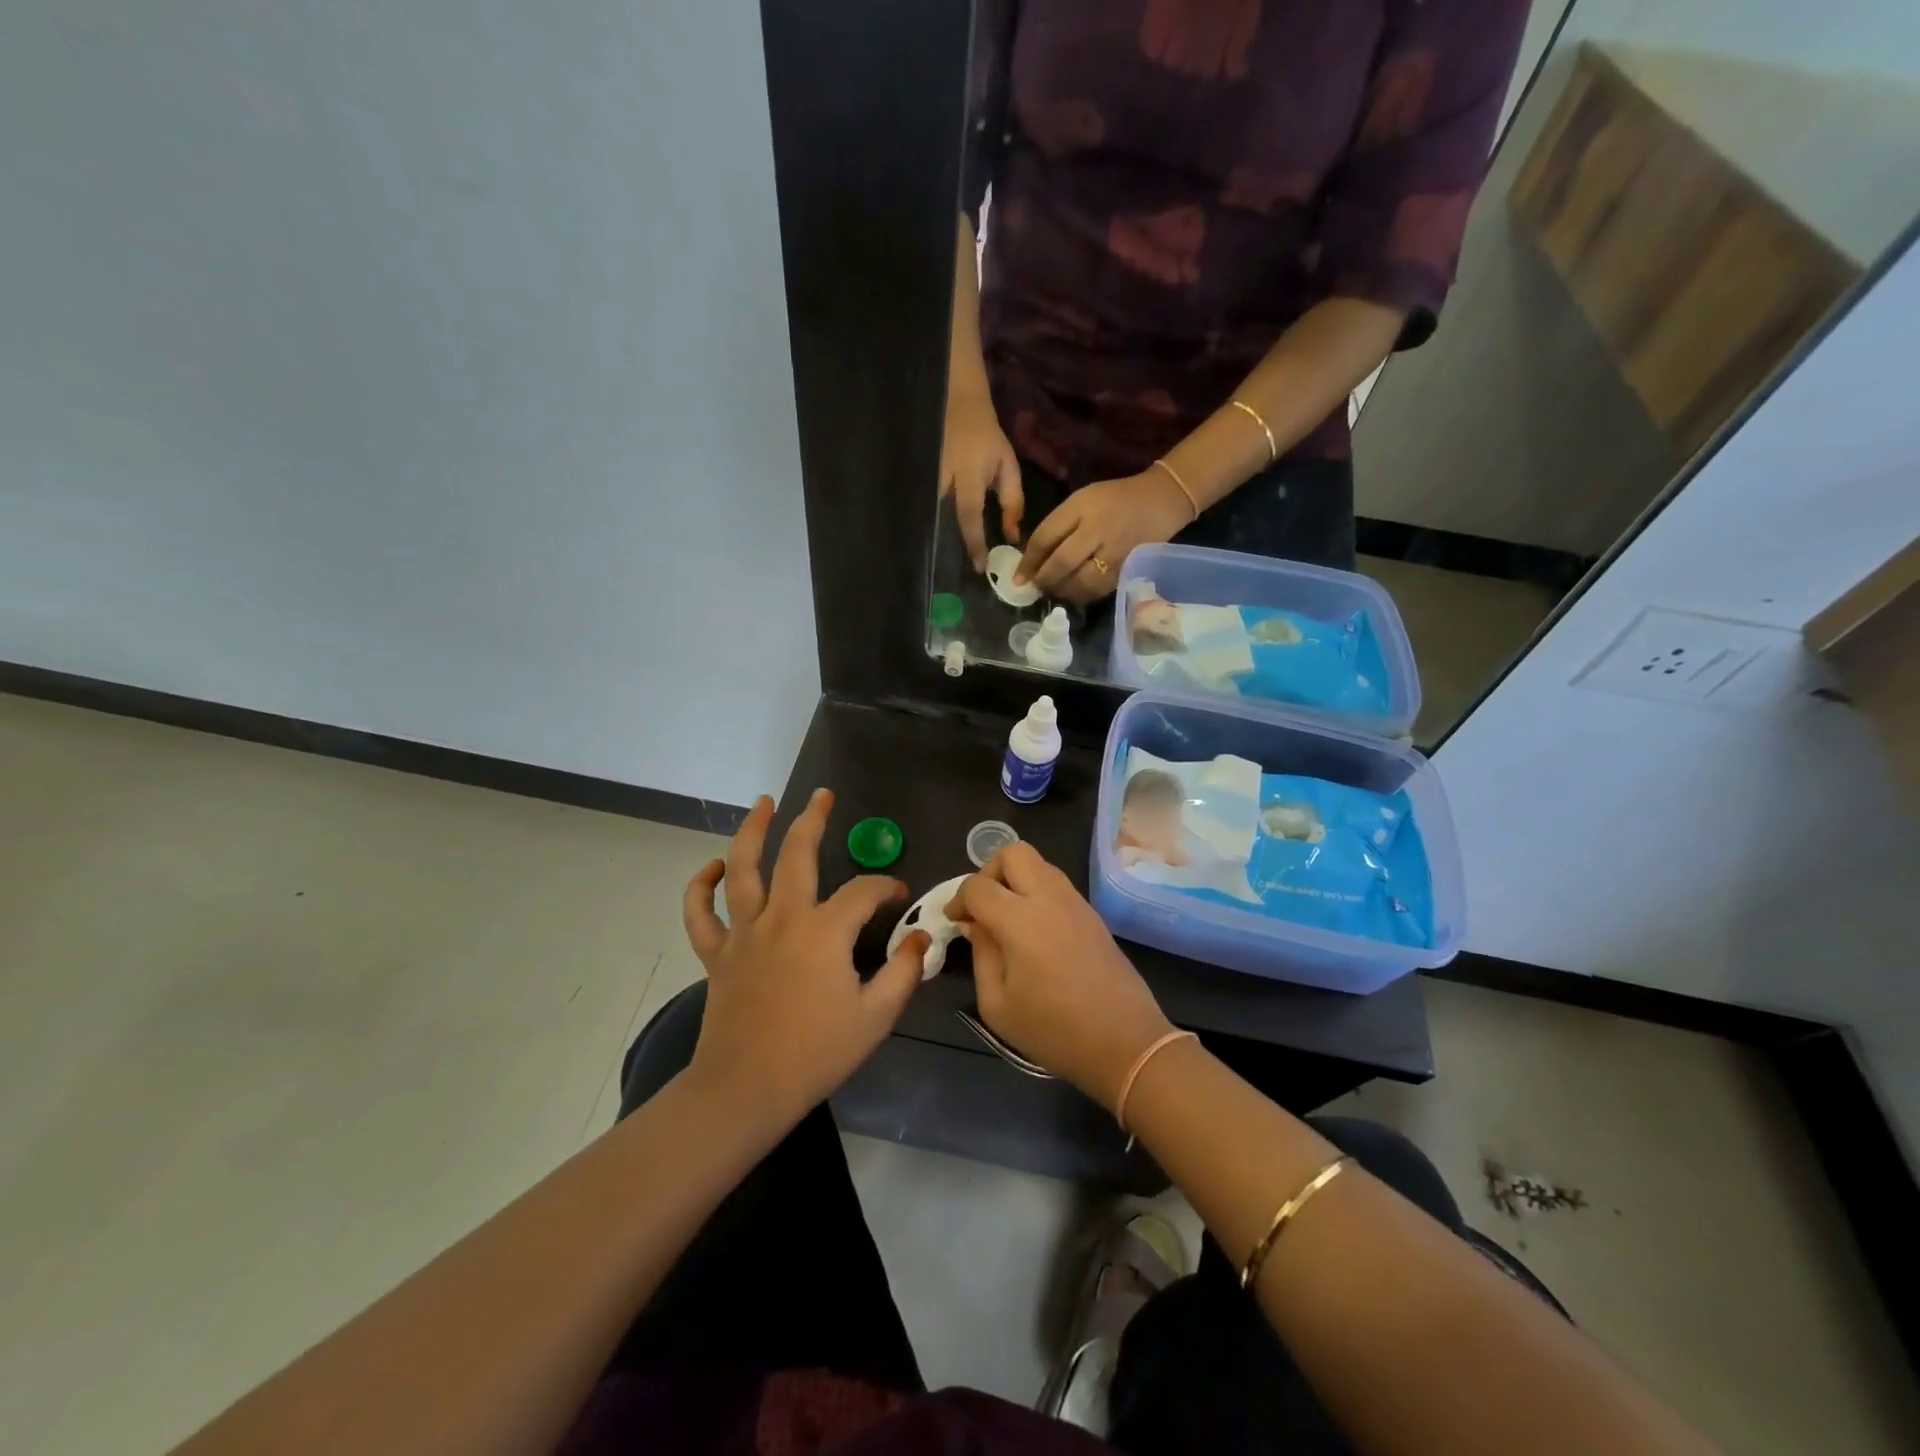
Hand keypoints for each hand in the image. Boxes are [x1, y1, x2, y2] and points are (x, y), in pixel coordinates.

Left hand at [682, 790, 927, 1126]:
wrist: (746, 1090)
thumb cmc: (816, 1054)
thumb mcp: (876, 1017)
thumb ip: (903, 971)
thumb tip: (919, 937)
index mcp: (824, 931)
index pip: (862, 891)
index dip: (885, 887)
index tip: (898, 895)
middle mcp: (782, 918)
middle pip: (797, 854)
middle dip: (812, 820)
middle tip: (822, 796)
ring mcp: (744, 933)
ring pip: (742, 869)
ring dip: (752, 831)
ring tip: (763, 804)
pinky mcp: (716, 954)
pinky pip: (700, 913)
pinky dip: (701, 887)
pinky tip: (713, 867)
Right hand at [940, 387, 1022, 570]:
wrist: (958, 407)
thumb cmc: (988, 439)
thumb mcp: (1008, 466)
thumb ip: (1012, 501)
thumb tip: (1013, 536)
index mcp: (968, 475)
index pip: (970, 515)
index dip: (975, 542)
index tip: (980, 566)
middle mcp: (943, 480)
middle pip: (945, 522)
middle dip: (954, 548)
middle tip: (964, 572)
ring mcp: (927, 480)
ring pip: (933, 519)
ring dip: (943, 540)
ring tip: (951, 563)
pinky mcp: (920, 482)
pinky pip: (928, 511)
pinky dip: (935, 527)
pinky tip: (942, 543)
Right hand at [946, 843, 1175, 1111]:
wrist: (1125, 1043)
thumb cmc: (1054, 1031)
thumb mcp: (997, 1005)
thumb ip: (981, 955)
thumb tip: (975, 925)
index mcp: (1020, 919)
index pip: (977, 886)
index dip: (958, 899)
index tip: (954, 921)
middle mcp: (1048, 898)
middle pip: (1013, 853)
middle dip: (989, 872)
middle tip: (982, 906)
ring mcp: (1075, 902)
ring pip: (1039, 863)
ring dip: (1016, 879)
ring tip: (1006, 917)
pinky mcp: (1092, 914)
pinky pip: (1057, 884)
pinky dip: (1037, 892)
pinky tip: (1032, 929)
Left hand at [1015, 470, 1192, 602]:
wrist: (1161, 500)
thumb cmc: (1113, 500)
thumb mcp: (1081, 501)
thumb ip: (1057, 526)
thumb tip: (1032, 559)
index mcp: (1082, 507)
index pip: (1046, 537)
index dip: (1028, 561)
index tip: (1018, 577)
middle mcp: (1099, 529)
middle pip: (1062, 562)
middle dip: (1044, 579)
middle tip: (1035, 587)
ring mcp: (1115, 552)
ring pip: (1080, 582)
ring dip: (1061, 590)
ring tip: (1054, 590)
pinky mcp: (1127, 569)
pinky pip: (1098, 590)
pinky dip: (1081, 595)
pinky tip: (1074, 593)